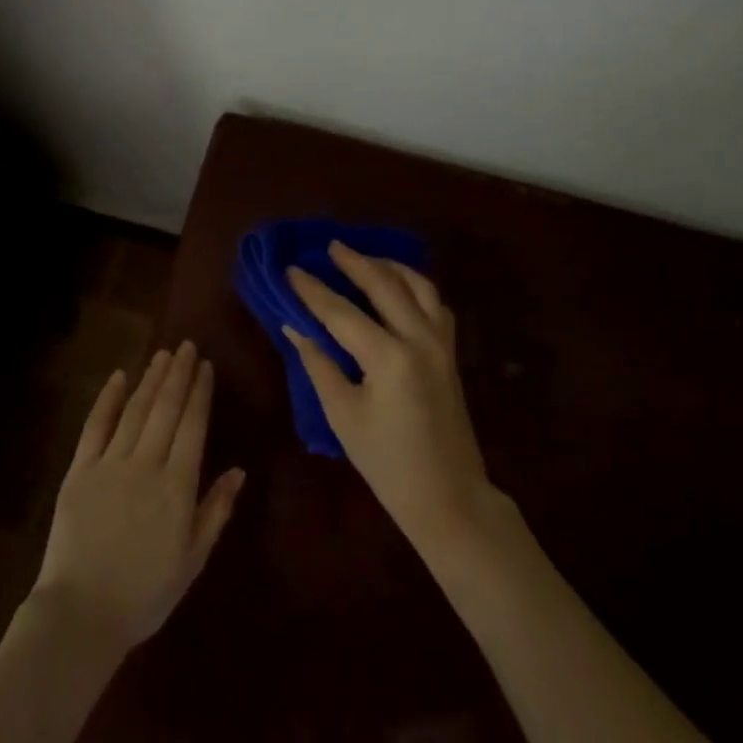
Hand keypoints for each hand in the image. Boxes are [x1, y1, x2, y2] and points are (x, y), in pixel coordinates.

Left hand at [33, 343, 245, 651]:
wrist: (80, 615)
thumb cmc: (144, 594)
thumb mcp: (192, 560)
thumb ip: (216, 511)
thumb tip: (238, 470)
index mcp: (177, 486)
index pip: (193, 426)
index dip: (200, 392)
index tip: (205, 366)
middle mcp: (146, 464)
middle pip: (166, 409)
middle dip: (178, 374)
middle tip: (186, 346)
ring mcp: (110, 464)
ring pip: (135, 410)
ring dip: (151, 379)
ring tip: (162, 354)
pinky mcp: (79, 471)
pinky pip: (95, 426)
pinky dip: (108, 399)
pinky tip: (119, 377)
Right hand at [286, 245, 494, 546]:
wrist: (449, 497)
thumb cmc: (388, 463)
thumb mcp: (343, 416)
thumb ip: (319, 365)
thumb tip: (295, 327)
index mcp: (389, 357)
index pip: (341, 312)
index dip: (313, 290)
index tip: (292, 269)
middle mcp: (419, 339)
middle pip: (385, 285)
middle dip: (355, 262)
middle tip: (330, 246)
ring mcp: (441, 344)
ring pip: (419, 286)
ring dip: (390, 267)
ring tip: (366, 258)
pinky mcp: (450, 353)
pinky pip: (436, 305)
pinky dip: (416, 287)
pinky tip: (400, 288)